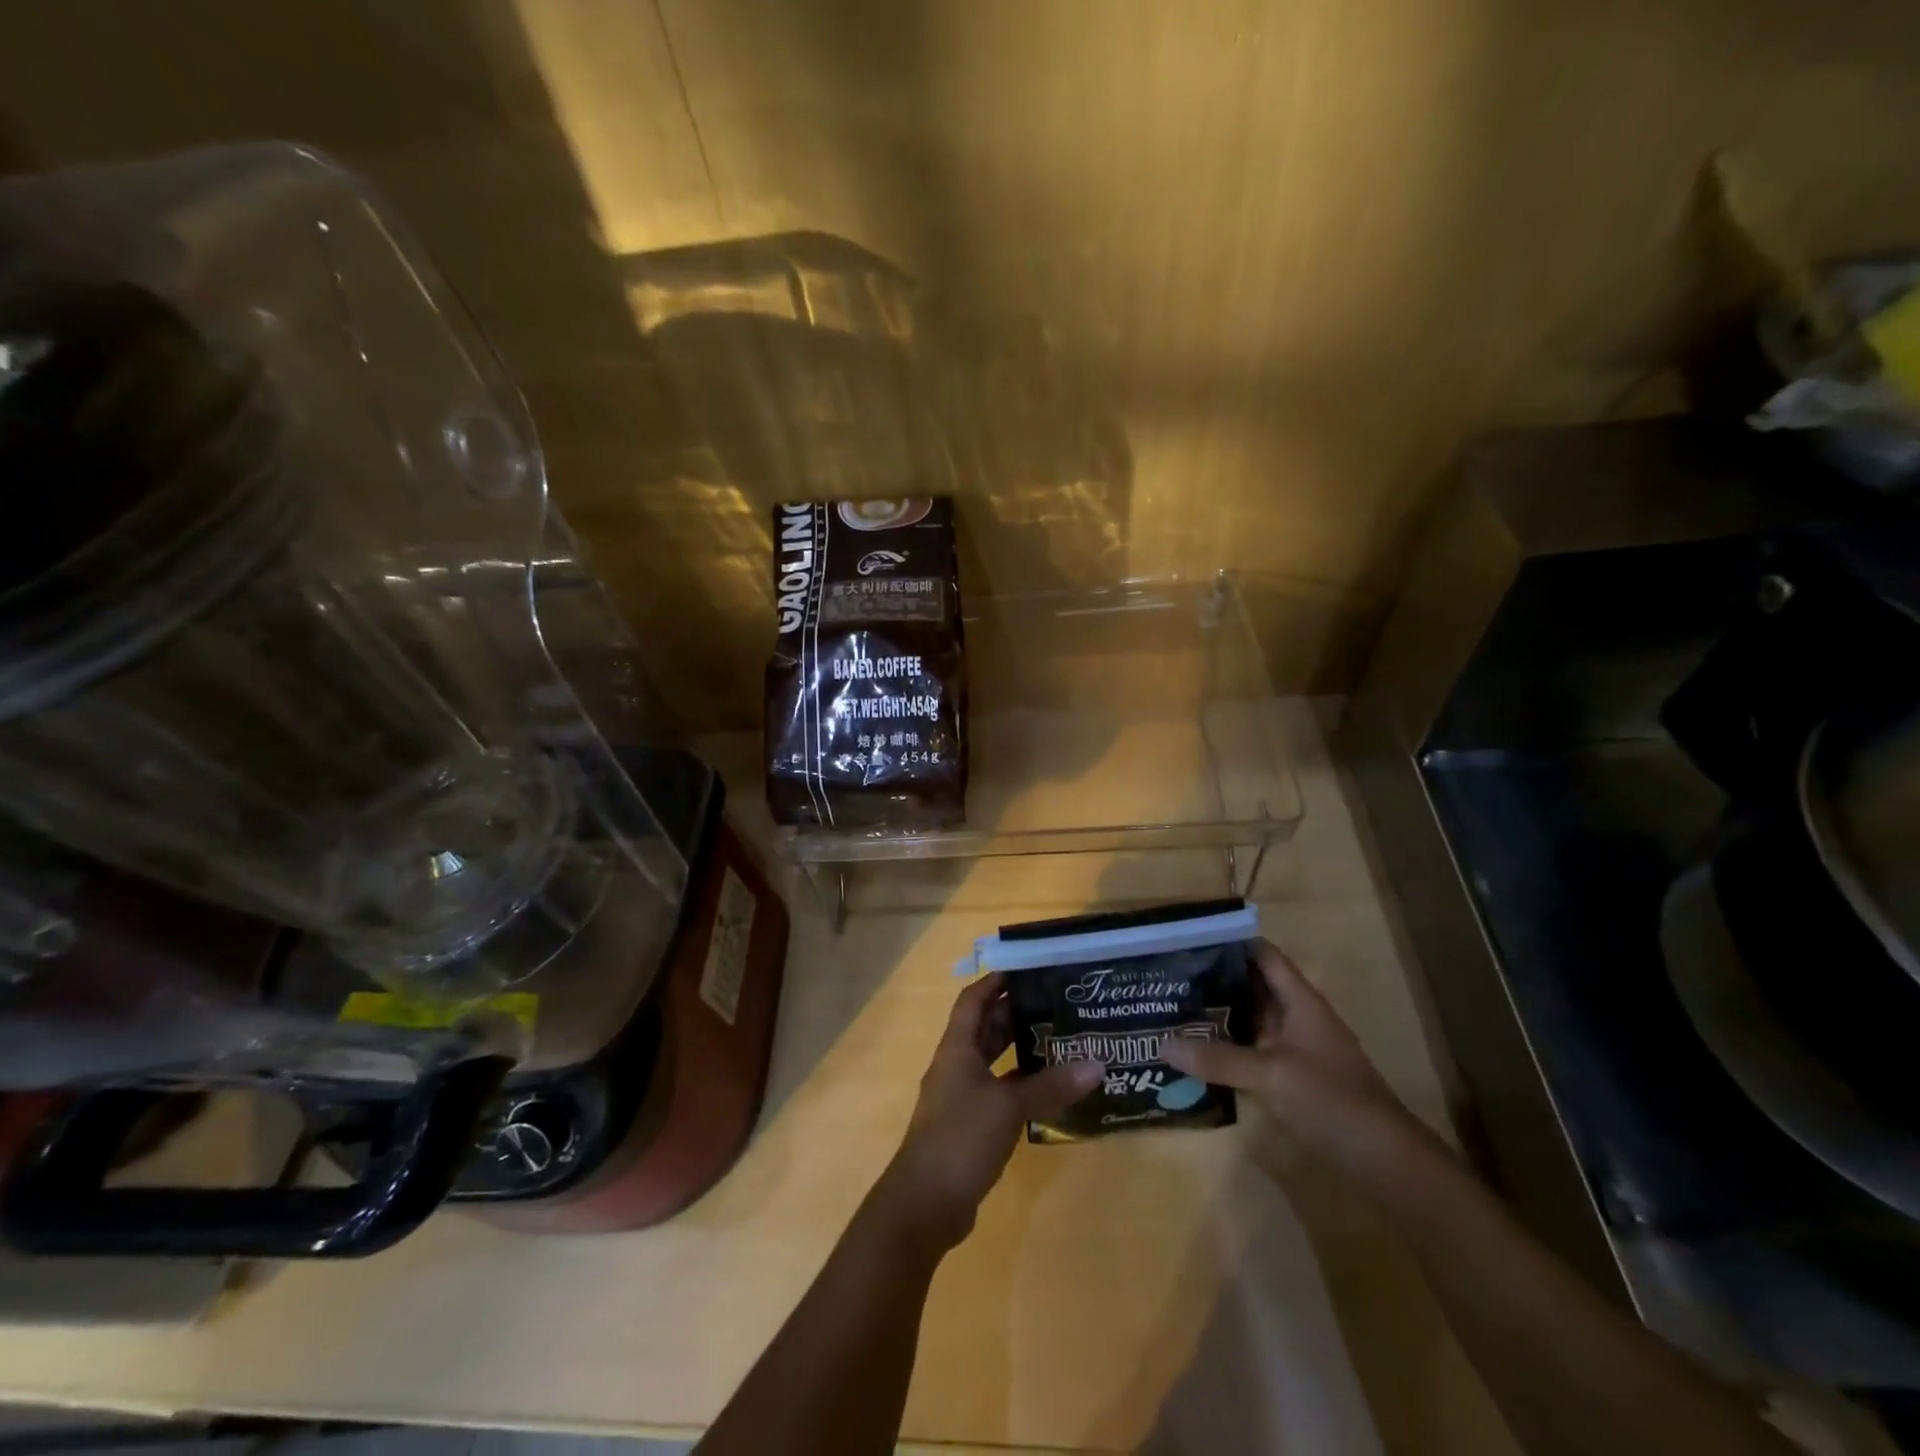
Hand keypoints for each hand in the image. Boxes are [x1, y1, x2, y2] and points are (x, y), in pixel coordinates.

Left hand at [873, 974, 1102, 1254]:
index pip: (973, 1000)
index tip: (1026, 968)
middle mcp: (957, 1066)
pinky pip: (998, 1091)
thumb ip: (1051, 1086)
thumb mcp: (1008, 1107)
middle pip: (984, 1028)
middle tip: (1054, 1001)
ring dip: (1018, 1048)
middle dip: (1014, 1012)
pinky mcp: (971, 1126)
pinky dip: (1020, 1084)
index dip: (995, 981)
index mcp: (957, 1048)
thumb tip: (1097, 1064)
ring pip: (993, 1061)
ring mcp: (962, 1097)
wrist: (924, 1204)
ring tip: (1059, 1037)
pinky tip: (1049, 1088)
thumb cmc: (960, 1139)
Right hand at [1161, 940, 1428, 1175]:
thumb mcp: (1272, 1075)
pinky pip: (1251, 1052)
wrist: (1385, 1162)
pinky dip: (1225, 1047)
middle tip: (1168, 973)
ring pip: (1250, 1020)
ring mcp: (1294, 1050)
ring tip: (1172, 1006)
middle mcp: (1296, 1019)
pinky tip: (1195, 1051)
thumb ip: (1219, 1059)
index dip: (1232, 942)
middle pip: (1252, 986)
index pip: (1264, 956)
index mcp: (1301, 1002)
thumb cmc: (1333, 1101)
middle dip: (1215, 978)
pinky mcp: (1290, 1080)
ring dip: (1217, 1014)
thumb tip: (1162, 1045)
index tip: (1189, 937)